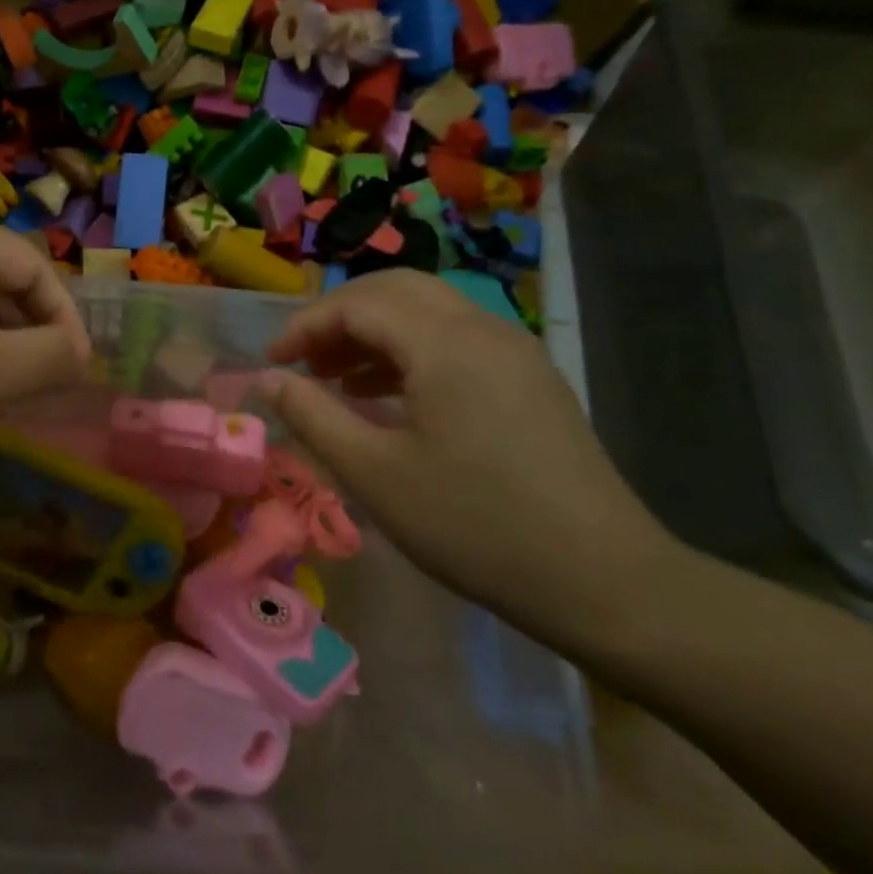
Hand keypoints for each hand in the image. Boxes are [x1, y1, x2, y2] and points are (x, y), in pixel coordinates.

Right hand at [259, 270, 679, 646]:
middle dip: (339, 316)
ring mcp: (515, 351)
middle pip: (395, 289)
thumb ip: (312, 415)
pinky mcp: (530, 379)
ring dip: (374, 331)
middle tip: (303, 359)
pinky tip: (388, 395)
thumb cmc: (475, 526)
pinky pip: (456, 339)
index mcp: (445, 344)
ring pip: (428, 311)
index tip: (272, 362)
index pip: (358, 303)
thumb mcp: (374, 474)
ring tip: (335, 377)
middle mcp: (484, 329)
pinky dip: (410, 350)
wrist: (606, 584)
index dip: (305, 325)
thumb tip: (267, 378)